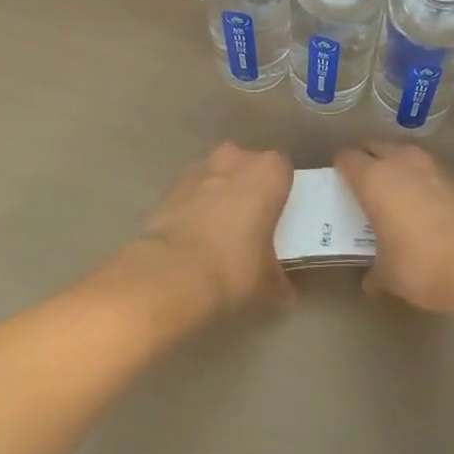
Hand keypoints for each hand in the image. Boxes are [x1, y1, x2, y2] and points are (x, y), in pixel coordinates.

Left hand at [130, 144, 294, 317]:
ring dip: (218, 193)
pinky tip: (192, 237)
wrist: (171, 274)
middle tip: (249, 221)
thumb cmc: (234, 268)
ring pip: (216, 174)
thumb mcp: (269, 285)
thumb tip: (283, 292)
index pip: (283, 170)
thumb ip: (279, 281)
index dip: (280, 191)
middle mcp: (236, 160)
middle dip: (248, 186)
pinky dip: (192, 207)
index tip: (278, 215)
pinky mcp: (170, 188)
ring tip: (218, 229)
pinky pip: (190, 192)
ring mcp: (199, 170)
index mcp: (269, 173)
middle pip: (247, 165)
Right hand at [334, 143, 453, 316]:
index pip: (347, 158)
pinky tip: (432, 208)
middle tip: (366, 186)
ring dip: (400, 168)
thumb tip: (371, 281)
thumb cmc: (421, 266)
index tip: (340, 184)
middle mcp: (403, 162)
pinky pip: (434, 172)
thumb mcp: (389, 275)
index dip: (341, 169)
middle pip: (376, 146)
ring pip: (407, 155)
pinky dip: (427, 183)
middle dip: (368, 160)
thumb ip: (375, 271)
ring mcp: (435, 166)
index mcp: (375, 179)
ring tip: (400, 195)